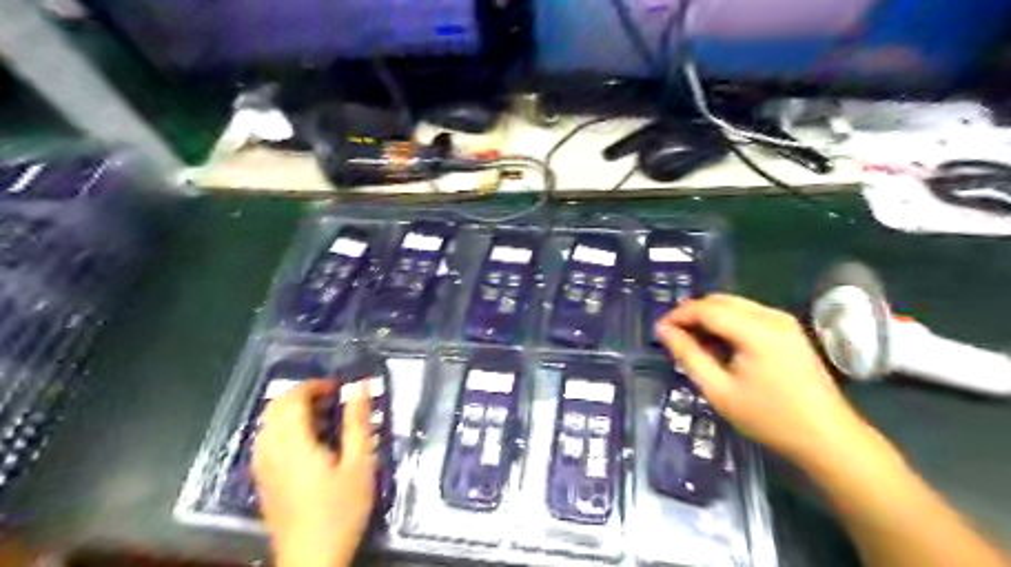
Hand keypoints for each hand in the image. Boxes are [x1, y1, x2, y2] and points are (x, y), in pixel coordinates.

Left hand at [255, 378, 376, 566]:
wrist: (312, 559)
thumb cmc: (341, 510)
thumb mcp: (360, 463)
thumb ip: (358, 422)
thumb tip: (361, 386)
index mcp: (294, 443)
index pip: (292, 399)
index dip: (315, 385)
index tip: (340, 387)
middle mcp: (270, 450)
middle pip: (275, 407)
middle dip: (302, 394)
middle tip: (332, 398)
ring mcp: (262, 466)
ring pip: (267, 423)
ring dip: (291, 410)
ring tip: (322, 416)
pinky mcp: (262, 480)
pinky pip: (265, 440)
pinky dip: (283, 427)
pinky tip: (305, 440)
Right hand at [660, 295, 872, 466]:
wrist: (829, 438)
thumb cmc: (770, 418)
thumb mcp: (719, 390)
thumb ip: (688, 355)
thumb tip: (664, 330)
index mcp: (756, 330)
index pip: (706, 308)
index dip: (678, 315)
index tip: (659, 331)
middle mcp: (771, 316)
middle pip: (720, 300)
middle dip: (693, 314)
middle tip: (674, 338)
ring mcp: (784, 321)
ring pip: (734, 305)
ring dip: (709, 318)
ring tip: (695, 345)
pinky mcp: (789, 330)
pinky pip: (748, 315)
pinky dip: (727, 324)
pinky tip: (721, 347)